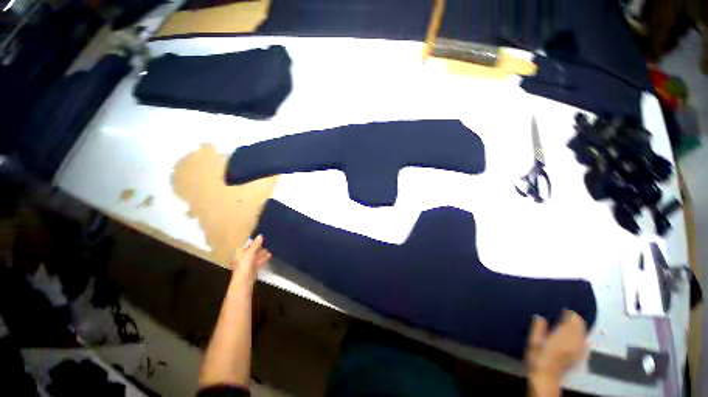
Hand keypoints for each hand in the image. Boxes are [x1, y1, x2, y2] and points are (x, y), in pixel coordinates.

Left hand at [231, 235, 270, 285]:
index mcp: (240, 253)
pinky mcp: (253, 269)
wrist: (245, 279)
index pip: (247, 245)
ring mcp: (248, 264)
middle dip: (259, 248)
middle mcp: (243, 258)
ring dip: (262, 253)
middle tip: (267, 243)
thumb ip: (256, 244)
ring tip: (270, 249)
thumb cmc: (245, 264)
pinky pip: (259, 261)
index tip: (261, 239)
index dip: (254, 242)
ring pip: (256, 256)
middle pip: (252, 251)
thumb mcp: (251, 252)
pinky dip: (263, 258)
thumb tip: (260, 235)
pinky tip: (270, 255)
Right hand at [526, 310, 586, 384]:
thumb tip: (540, 317)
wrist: (546, 378)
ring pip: (583, 333)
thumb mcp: (533, 342)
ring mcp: (579, 350)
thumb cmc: (537, 358)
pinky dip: (580, 335)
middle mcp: (574, 342)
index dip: (568, 313)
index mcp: (563, 336)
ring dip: (578, 327)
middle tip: (565, 314)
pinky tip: (574, 336)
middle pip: (580, 325)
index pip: (572, 320)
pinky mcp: (580, 356)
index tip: (561, 309)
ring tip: (569, 323)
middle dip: (574, 319)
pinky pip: (584, 341)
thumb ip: (538, 328)